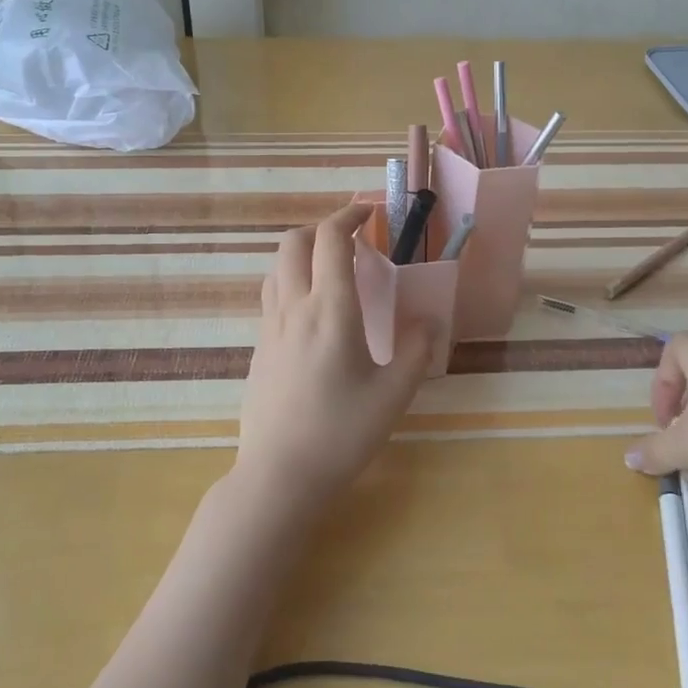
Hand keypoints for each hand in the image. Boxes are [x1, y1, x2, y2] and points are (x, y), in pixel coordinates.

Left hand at [233, 202, 435, 517]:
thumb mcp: (393, 395)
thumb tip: (428, 322)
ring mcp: (270, 327)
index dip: (349, 215)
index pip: (331, 240)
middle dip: (322, 227)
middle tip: (352, 239)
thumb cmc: (341, 434)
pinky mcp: (259, 347)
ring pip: (277, 266)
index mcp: (330, 311)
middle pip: (293, 241)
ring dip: (302, 252)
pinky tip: (312, 311)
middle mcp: (294, 308)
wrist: (279, 476)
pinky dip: (291, 280)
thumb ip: (416, 351)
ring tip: (331, 270)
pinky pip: (271, 294)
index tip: (370, 212)